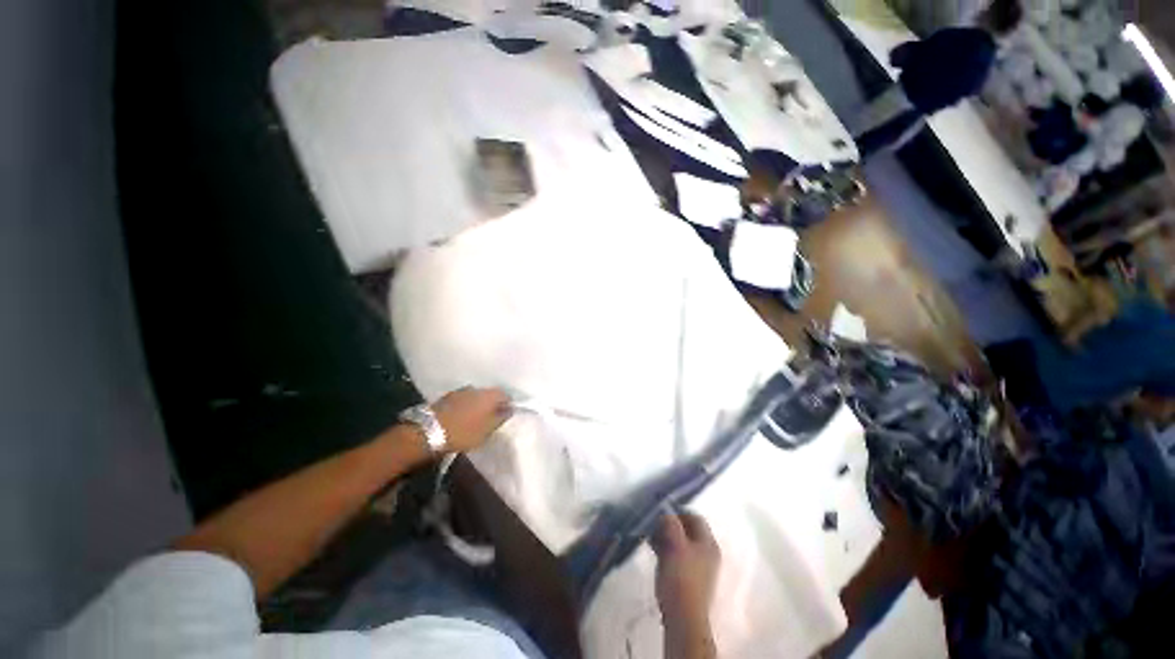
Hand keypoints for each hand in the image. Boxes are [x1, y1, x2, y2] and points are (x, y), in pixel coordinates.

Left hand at [432, 387, 512, 452]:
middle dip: (492, 404)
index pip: (505, 395)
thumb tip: (509, 409)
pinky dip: (466, 406)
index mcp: (489, 395)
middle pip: (490, 394)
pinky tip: (462, 416)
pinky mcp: (447, 397)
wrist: (427, 431)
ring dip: (478, 404)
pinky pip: (463, 399)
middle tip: (491, 417)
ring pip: (476, 396)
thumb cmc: (464, 432)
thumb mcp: (487, 430)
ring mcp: (460, 391)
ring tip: (476, 418)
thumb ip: (500, 418)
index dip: (507, 404)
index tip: (505, 415)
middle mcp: (476, 388)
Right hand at [651, 512, 721, 627]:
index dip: (678, 512)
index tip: (661, 514)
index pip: (695, 517)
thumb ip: (671, 523)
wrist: (683, 617)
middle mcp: (707, 553)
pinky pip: (678, 556)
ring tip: (650, 538)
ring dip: (666, 538)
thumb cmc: (681, 577)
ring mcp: (700, 567)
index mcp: (708, 543)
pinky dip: (667, 551)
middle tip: (653, 526)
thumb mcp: (674, 544)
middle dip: (670, 525)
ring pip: (681, 543)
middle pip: (688, 530)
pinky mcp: (690, 579)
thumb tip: (666, 513)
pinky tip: (655, 553)